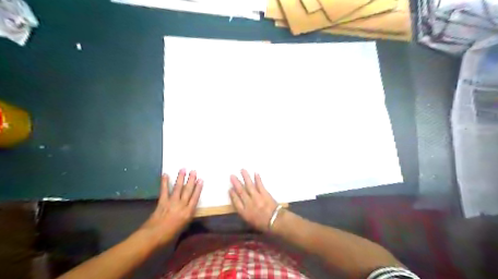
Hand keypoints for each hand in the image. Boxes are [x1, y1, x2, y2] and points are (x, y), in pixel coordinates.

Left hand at [140, 169, 201, 244]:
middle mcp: (182, 205)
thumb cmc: (169, 235)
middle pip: (188, 190)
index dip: (198, 188)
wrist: (153, 236)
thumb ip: (186, 216)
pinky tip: (165, 174)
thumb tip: (188, 209)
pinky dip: (164, 182)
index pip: (195, 198)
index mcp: (188, 212)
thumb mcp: (183, 226)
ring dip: (180, 178)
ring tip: (183, 169)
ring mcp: (172, 202)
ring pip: (178, 188)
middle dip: (191, 180)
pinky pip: (164, 190)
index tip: (201, 180)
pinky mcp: (162, 201)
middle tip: (193, 171)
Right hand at [231, 170, 278, 230]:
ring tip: (242, 170)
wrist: (276, 222)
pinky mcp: (265, 194)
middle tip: (232, 176)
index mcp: (244, 212)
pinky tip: (255, 173)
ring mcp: (257, 197)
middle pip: (241, 191)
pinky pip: (260, 185)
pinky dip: (257, 179)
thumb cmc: (262, 224)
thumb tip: (240, 203)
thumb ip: (244, 212)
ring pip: (249, 186)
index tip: (230, 188)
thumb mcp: (249, 221)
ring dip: (245, 177)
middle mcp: (249, 203)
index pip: (236, 201)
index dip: (232, 194)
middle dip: (236, 183)